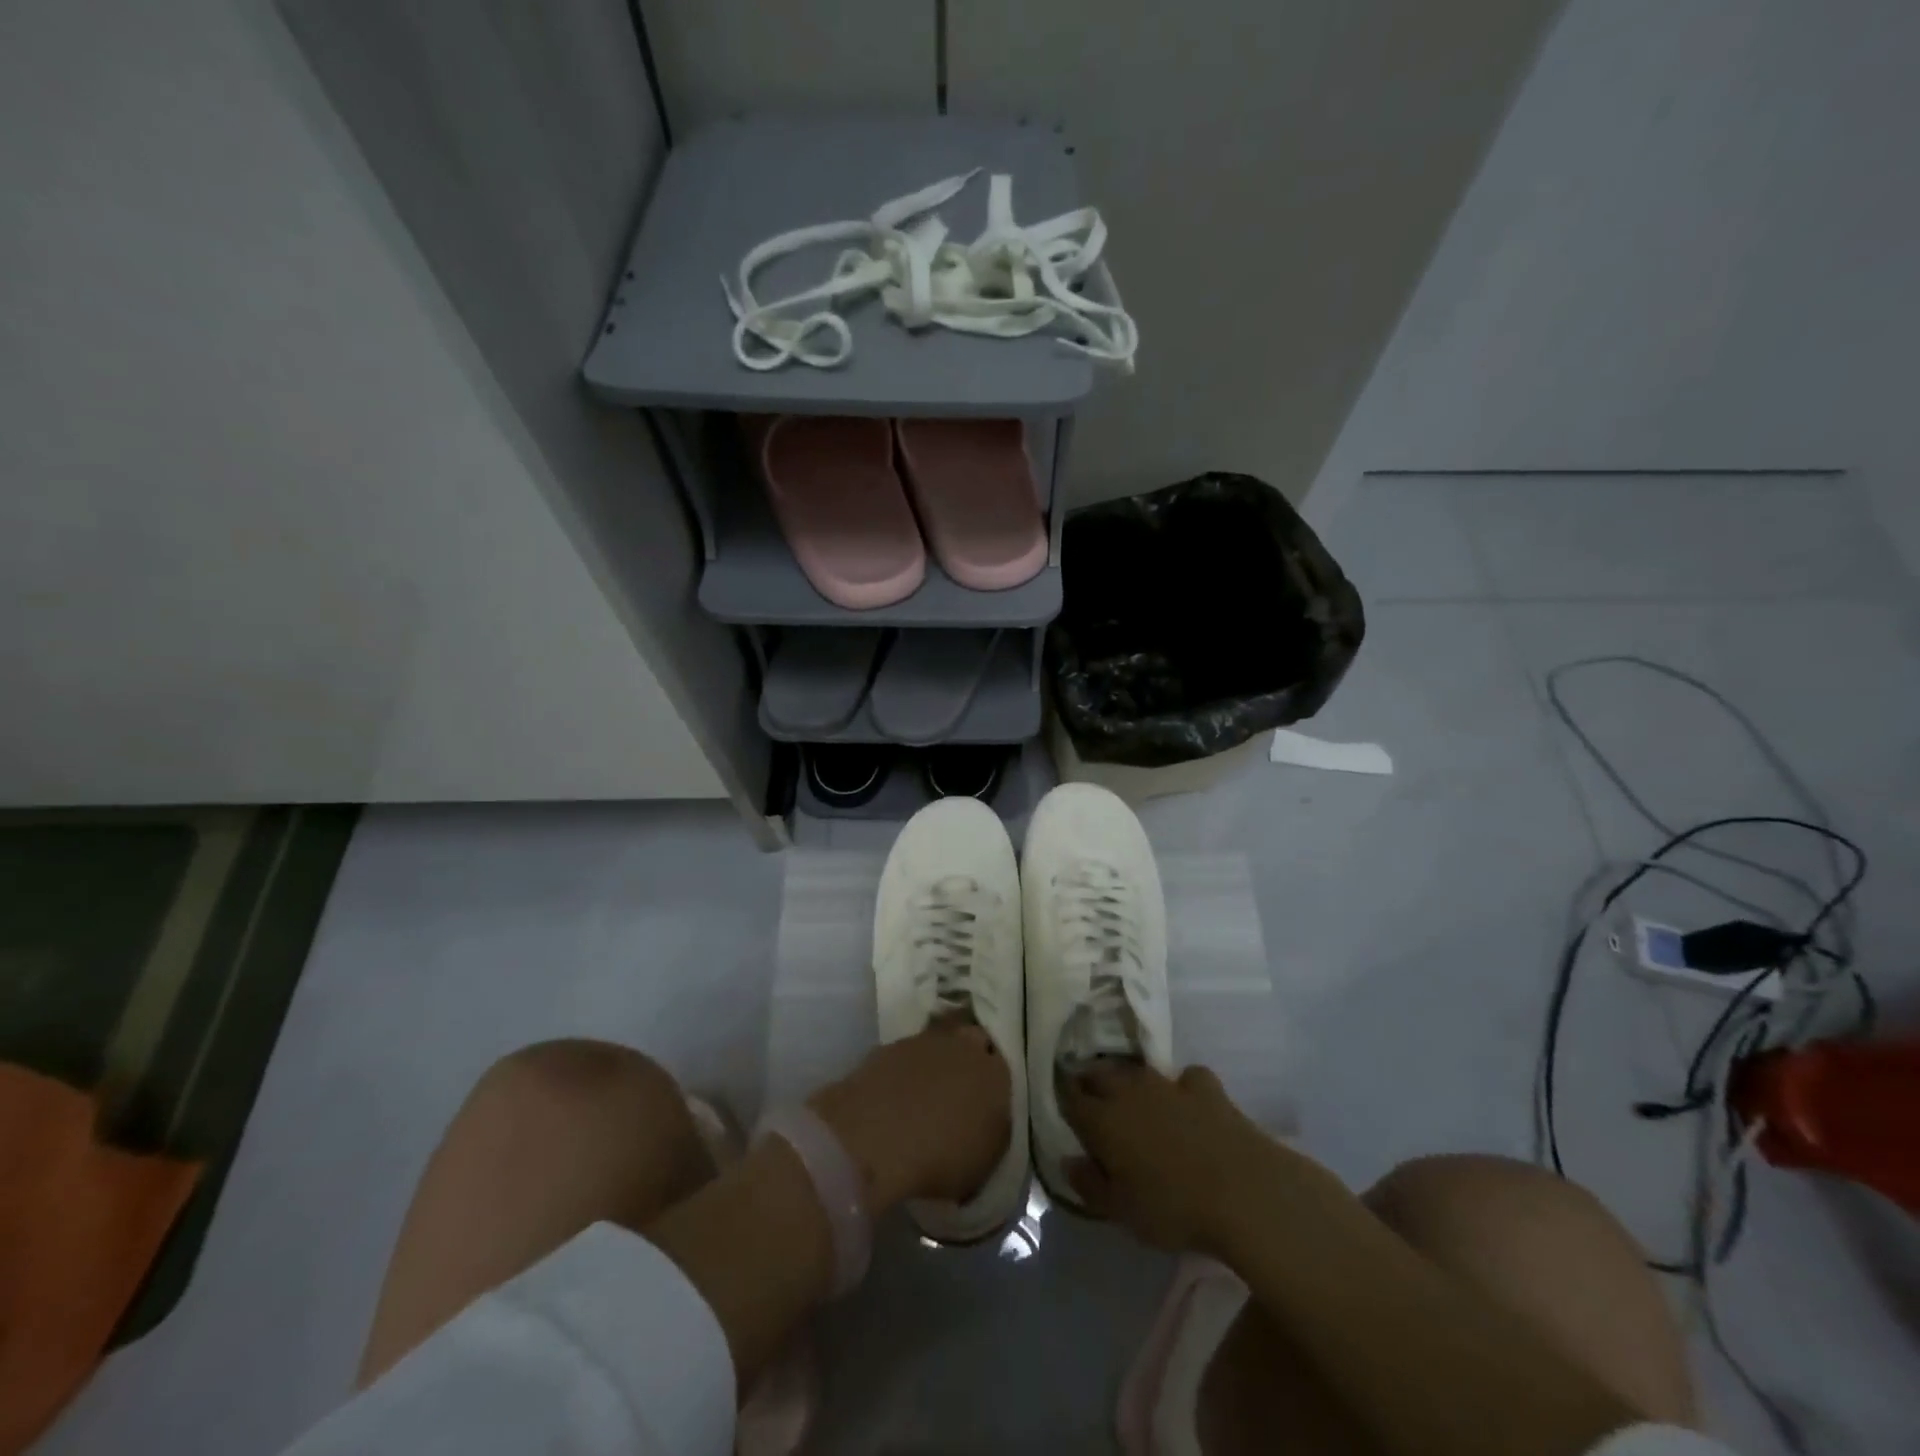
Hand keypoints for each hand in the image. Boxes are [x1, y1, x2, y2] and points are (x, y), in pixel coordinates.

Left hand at [808, 1021, 1010, 1209]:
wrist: (876, 1136)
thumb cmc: (942, 1158)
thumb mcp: (986, 1164)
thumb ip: (993, 1135)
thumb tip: (987, 1126)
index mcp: (998, 1074)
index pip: (1006, 1068)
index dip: (996, 1084)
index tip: (988, 1103)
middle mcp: (965, 1046)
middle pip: (974, 1043)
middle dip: (970, 1061)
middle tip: (961, 1091)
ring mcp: (925, 1042)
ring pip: (939, 1045)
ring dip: (936, 1063)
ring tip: (925, 1096)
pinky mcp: (889, 1046)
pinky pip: (906, 1055)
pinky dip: (905, 1071)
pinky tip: (896, 1096)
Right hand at [1060, 1061, 1275, 1252]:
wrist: (1243, 1190)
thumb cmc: (1173, 1208)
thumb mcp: (1122, 1212)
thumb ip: (1090, 1185)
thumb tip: (1068, 1162)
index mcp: (1102, 1120)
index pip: (1071, 1098)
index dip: (1063, 1099)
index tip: (1062, 1104)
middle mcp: (1129, 1092)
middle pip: (1100, 1074)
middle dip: (1090, 1081)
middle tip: (1090, 1097)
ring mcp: (1168, 1084)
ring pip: (1137, 1071)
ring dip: (1129, 1080)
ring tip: (1132, 1097)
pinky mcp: (1205, 1087)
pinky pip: (1185, 1078)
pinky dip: (1181, 1087)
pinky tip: (1187, 1102)